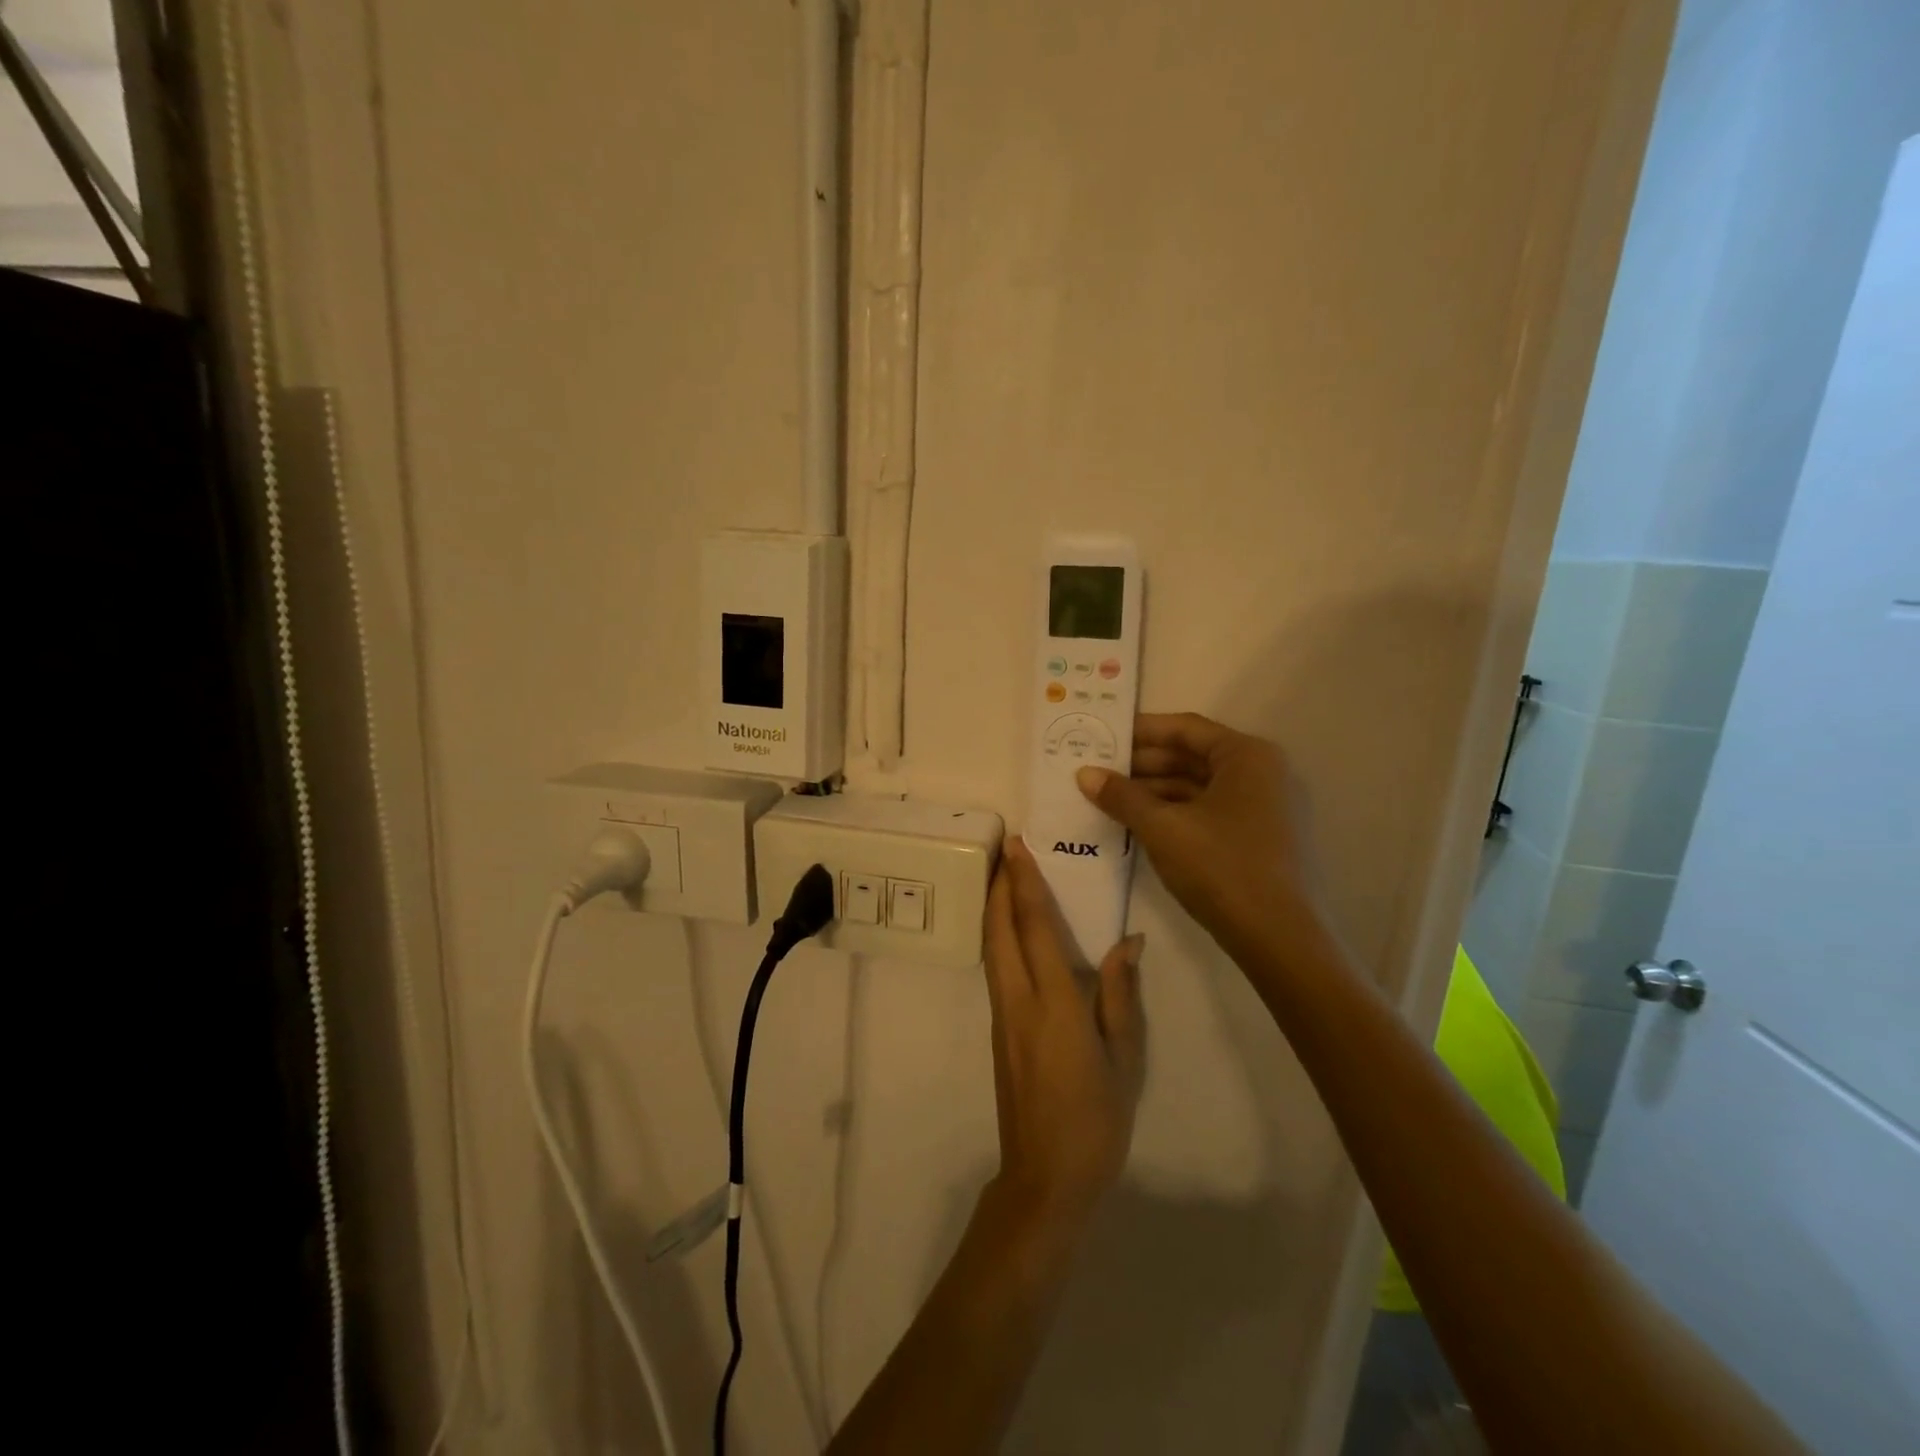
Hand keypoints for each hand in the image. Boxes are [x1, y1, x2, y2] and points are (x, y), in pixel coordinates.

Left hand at [982, 839, 1146, 1233]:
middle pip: (999, 929)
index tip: (1018, 845)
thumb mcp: (1124, 1059)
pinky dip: (998, 935)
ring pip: (991, 947)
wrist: (1044, 1178)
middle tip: (1007, 848)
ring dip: (994, 907)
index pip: (1034, 928)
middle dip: (999, 884)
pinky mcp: (998, 1030)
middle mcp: (1018, 1001)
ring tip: (1004, 876)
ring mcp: (1001, 1015)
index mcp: (1053, 1004)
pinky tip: (1012, 929)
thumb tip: (1128, 941)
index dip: (1024, 883)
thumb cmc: (1095, 1120)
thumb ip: (1120, 995)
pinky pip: (995, 967)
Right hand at [1076, 712, 1330, 965]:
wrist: (1279, 938)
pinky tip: (1139, 824)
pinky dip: (1175, 812)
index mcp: (1247, 756)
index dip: (1141, 731)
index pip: (1185, 728)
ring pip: (1199, 786)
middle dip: (1144, 764)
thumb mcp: (1162, 828)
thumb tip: (1084, 774)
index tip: (1104, 736)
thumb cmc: (1221, 867)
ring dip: (1155, 791)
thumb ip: (1122, 796)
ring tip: (1110, 799)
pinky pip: (1209, 811)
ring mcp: (1264, 807)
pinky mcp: (1260, 837)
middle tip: (1099, 770)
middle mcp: (1262, 772)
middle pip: (1193, 756)